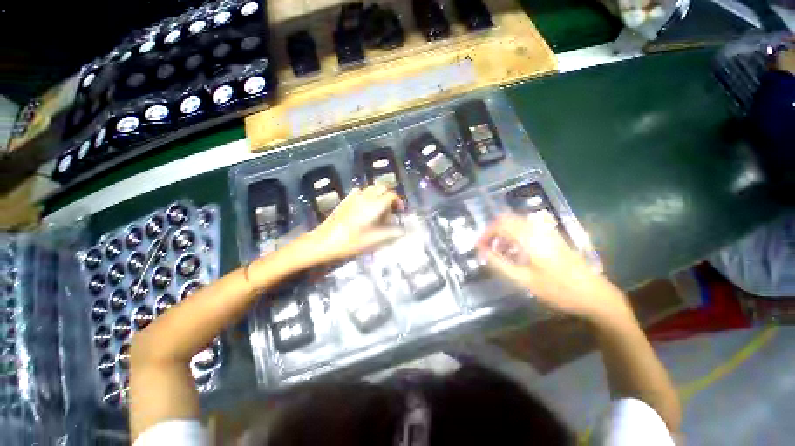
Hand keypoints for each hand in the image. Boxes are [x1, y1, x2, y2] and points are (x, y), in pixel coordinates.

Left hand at [299, 184, 403, 264]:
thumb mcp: (372, 240)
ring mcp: (354, 197)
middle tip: (392, 208)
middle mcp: (365, 197)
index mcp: (373, 205)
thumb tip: (403, 230)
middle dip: (390, 195)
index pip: (391, 195)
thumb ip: (390, 233)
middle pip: (382, 187)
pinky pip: (361, 191)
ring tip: (380, 208)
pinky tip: (366, 207)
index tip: (400, 211)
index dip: (398, 201)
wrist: (324, 241)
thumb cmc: (350, 242)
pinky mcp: (346, 200)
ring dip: (379, 194)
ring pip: (372, 188)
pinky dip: (368, 195)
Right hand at [477, 212, 630, 322]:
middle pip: (508, 219)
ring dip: (504, 232)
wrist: (595, 295)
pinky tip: (516, 249)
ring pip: (517, 222)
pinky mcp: (553, 236)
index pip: (500, 224)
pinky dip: (515, 233)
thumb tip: (481, 252)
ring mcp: (547, 232)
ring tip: (499, 250)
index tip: (478, 247)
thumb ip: (500, 264)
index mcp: (530, 238)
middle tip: (487, 247)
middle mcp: (538, 229)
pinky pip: (527, 227)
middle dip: (493, 231)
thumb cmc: (558, 290)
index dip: (486, 233)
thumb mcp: (525, 281)